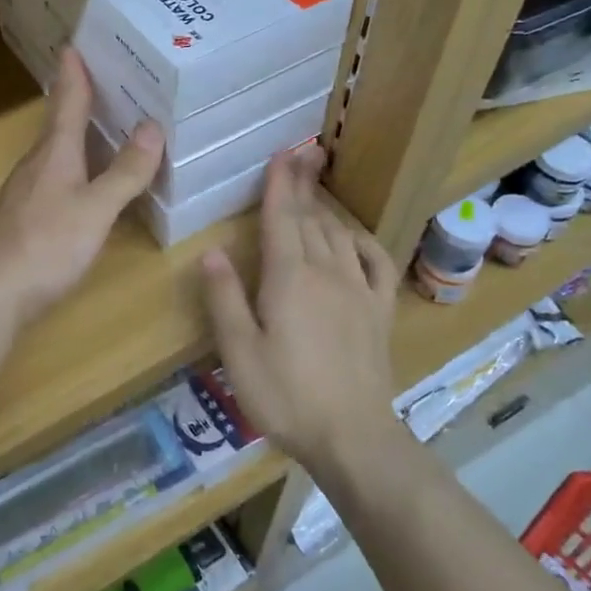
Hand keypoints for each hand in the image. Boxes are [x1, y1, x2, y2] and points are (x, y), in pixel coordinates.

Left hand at [0, 48, 163, 324]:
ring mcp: (28, 192)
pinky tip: (91, 179)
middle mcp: (38, 164)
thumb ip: (125, 172)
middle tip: (110, 77)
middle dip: (81, 98)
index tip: (75, 43)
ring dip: (81, 133)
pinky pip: (59, 177)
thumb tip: (152, 126)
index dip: (74, 73)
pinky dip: (80, 166)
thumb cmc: (45, 246)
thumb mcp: (95, 209)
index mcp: (54, 153)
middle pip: (60, 123)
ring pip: (59, 151)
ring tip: (109, 122)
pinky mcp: (27, 218)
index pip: (66, 101)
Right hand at [201, 145, 398, 465]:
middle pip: (312, 218)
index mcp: (288, 278)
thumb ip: (225, 298)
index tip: (281, 154)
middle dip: (304, 184)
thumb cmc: (285, 396)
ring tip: (317, 186)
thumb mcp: (239, 352)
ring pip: (340, 235)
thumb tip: (210, 252)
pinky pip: (376, 263)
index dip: (280, 185)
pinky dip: (364, 242)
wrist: (352, 436)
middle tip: (303, 153)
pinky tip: (355, 237)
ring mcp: (359, 290)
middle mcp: (326, 273)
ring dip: (327, 207)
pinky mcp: (379, 311)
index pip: (283, 219)